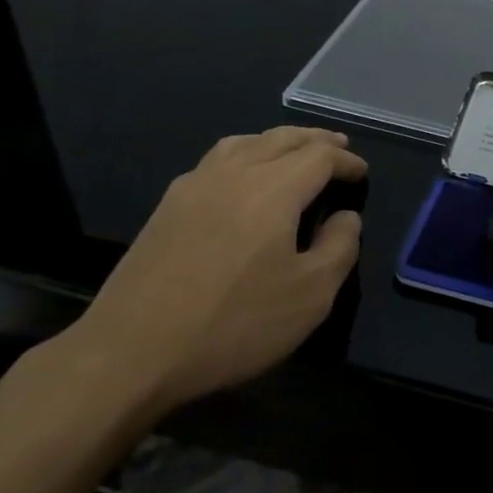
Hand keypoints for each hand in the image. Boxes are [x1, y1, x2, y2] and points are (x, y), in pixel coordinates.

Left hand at [66, 127, 366, 415]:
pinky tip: (243, 176)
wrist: (129, 354)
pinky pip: (217, 160)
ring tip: (294, 150)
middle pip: (283, 138)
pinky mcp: (167, 207)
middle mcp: (235, 173)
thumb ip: (340, 247)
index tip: (362, 173)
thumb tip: (346, 218)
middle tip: (338, 147)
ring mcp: (195, 186)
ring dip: (279, 141)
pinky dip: (245, 154)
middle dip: (316, 140)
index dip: (347, 160)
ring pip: (246, 142)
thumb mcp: (311, 296)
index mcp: (274, 188)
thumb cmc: (232, 325)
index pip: (320, 156)